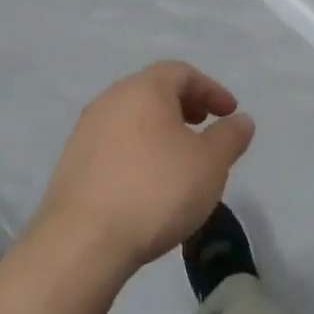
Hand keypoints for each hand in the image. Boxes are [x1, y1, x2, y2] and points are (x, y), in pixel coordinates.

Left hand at [33, 62, 255, 275]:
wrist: (83, 241)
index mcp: (143, 89)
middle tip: (205, 128)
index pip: (181, 73)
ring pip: (132, 118)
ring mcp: (85, 131)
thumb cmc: (157, 190)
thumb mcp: (210, 163)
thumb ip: (230, 136)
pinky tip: (149, 182)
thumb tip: (241, 120)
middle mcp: (110, 100)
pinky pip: (114, 143)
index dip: (211, 89)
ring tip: (180, 158)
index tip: (230, 113)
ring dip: (160, 130)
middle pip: (153, 91)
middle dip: (184, 106)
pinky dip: (138, 150)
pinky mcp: (72, 163)